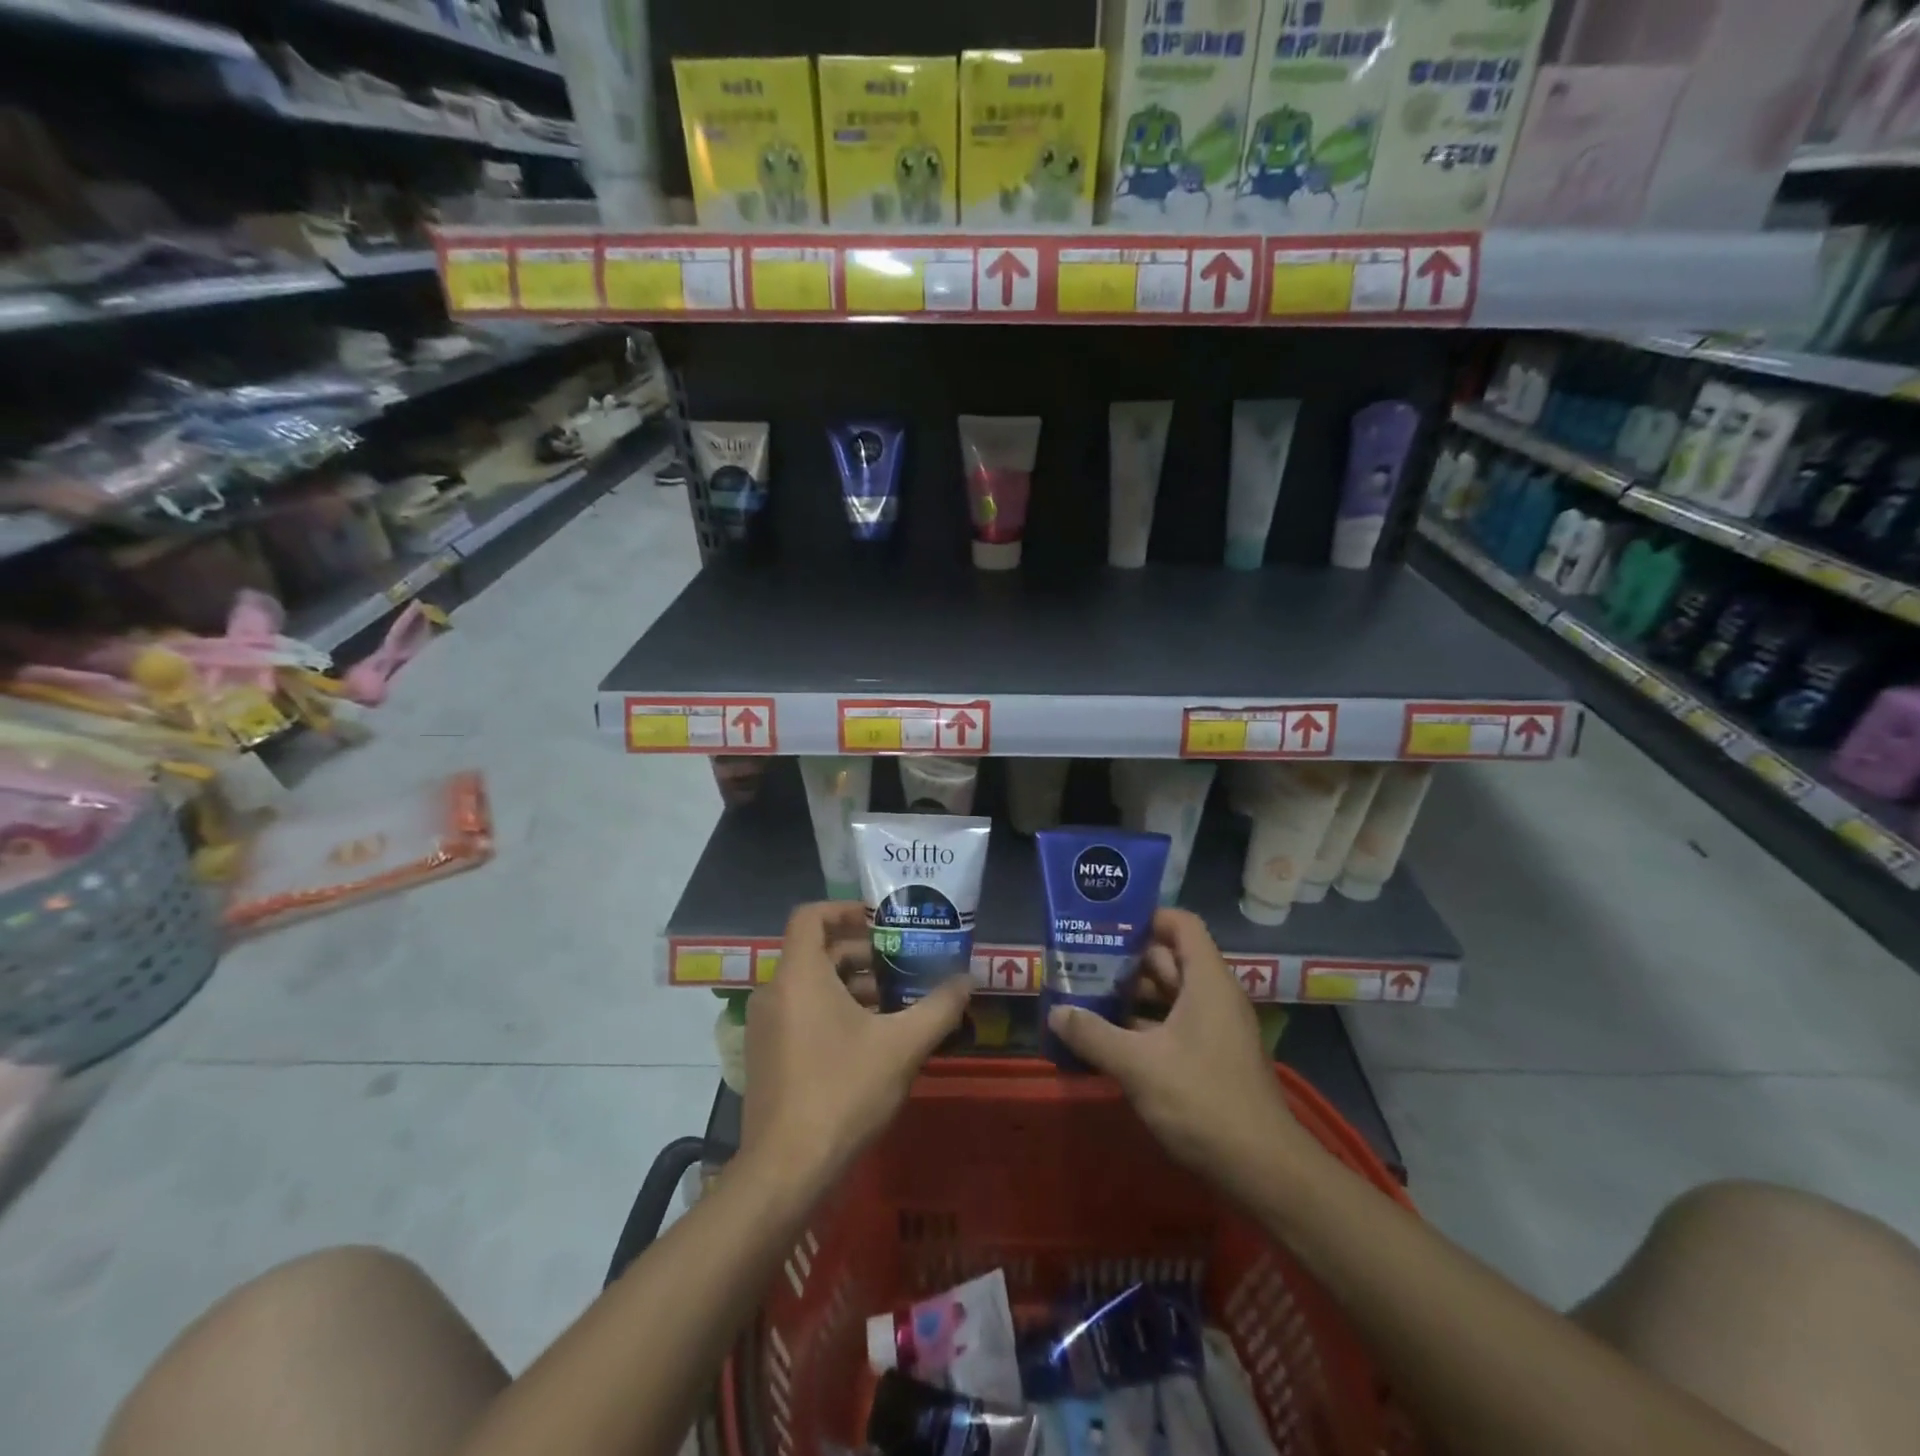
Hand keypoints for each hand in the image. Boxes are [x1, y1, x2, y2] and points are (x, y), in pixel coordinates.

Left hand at [742, 902, 970, 1183]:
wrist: (785, 1170)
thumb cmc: (843, 1092)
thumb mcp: (902, 1046)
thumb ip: (938, 1007)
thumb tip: (968, 979)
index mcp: (799, 975)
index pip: (810, 916)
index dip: (845, 910)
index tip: (882, 922)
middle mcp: (775, 992)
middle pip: (817, 952)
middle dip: (862, 954)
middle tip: (903, 965)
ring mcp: (767, 1026)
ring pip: (811, 985)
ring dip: (851, 985)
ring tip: (896, 1003)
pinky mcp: (767, 1055)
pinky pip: (801, 1013)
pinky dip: (833, 1011)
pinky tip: (871, 1039)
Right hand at [1047, 909, 1308, 1195]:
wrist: (1263, 1170)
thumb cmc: (1203, 1100)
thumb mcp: (1139, 1065)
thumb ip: (1094, 1035)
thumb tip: (1055, 1013)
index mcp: (1207, 982)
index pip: (1181, 924)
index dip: (1147, 917)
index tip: (1107, 925)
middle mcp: (1215, 997)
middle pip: (1171, 959)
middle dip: (1128, 959)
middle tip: (1084, 960)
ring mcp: (1216, 1030)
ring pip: (1171, 995)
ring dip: (1133, 995)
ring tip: (1088, 995)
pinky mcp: (1213, 1059)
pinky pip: (1175, 1025)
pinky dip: (1144, 1026)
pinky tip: (1110, 1040)